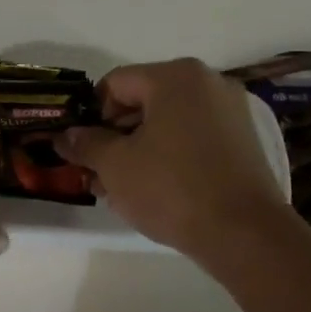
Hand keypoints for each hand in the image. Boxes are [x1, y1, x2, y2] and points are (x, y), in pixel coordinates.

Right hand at [57, 58, 289, 256]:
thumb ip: (86, 143)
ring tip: (121, 188)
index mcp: (176, 76)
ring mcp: (230, 111)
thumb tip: (65, 135)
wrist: (245, 234)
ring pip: (168, 122)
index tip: (82, 149)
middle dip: (115, 136)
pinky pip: (193, 138)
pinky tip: (156, 190)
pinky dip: (170, 155)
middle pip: (143, 100)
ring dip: (139, 149)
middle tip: (97, 172)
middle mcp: (207, 83)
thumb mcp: (116, 165)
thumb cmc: (173, 188)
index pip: (115, 84)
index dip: (91, 115)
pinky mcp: (243, 141)